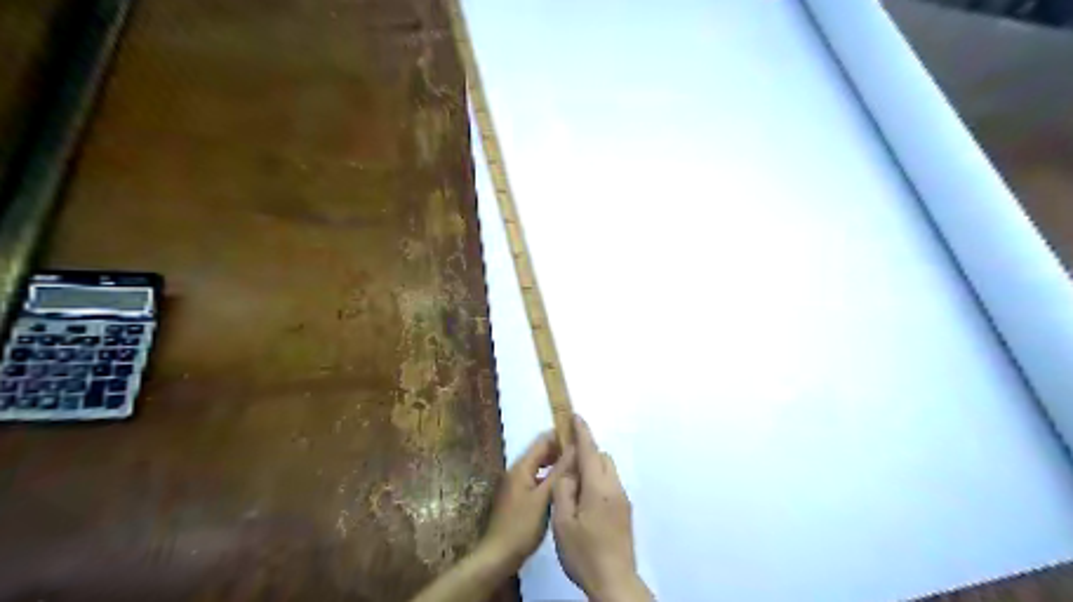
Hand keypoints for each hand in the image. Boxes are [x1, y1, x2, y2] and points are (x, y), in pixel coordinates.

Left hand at [482, 431, 572, 570]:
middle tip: (583, 454)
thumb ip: (559, 472)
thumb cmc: (521, 526)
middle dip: (561, 450)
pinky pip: (537, 479)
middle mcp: (517, 471)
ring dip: (557, 464)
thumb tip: (575, 447)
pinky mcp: (519, 498)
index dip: (561, 435)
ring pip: (540, 466)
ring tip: (578, 468)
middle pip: (541, 452)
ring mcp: (517, 484)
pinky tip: (564, 487)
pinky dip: (550, 478)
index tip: (582, 437)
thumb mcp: (544, 498)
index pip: (543, 440)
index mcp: (521, 467)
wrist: (498, 556)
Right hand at [558, 416, 647, 601]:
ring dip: (593, 468)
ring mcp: (623, 499)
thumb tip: (568, 470)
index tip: (575, 416)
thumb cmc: (584, 552)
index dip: (581, 431)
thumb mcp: (562, 522)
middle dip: (586, 452)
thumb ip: (564, 490)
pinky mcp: (625, 511)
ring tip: (574, 488)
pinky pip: (611, 484)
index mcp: (598, 487)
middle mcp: (614, 487)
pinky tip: (586, 503)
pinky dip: (598, 481)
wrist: (614, 581)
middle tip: (566, 464)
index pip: (589, 450)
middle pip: (601, 457)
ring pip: (608, 470)